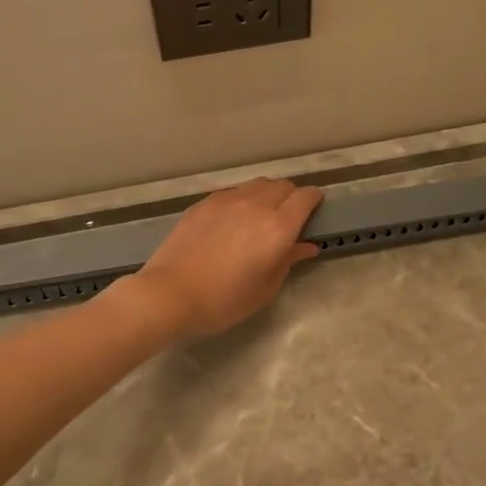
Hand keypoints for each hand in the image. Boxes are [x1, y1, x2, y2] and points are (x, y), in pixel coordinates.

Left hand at [131, 178, 323, 337]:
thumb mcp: (265, 289)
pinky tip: (233, 220)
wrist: (170, 293)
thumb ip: (288, 261)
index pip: (305, 197)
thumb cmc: (223, 300)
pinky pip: (233, 192)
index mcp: (278, 228)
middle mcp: (256, 205)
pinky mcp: (204, 203)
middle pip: (283, 186)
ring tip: (261, 216)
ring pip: (258, 184)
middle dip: (292, 197)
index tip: (314, 211)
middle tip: (288, 218)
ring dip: (268, 195)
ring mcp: (227, 200)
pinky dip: (243, 199)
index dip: (314, 200)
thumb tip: (307, 246)